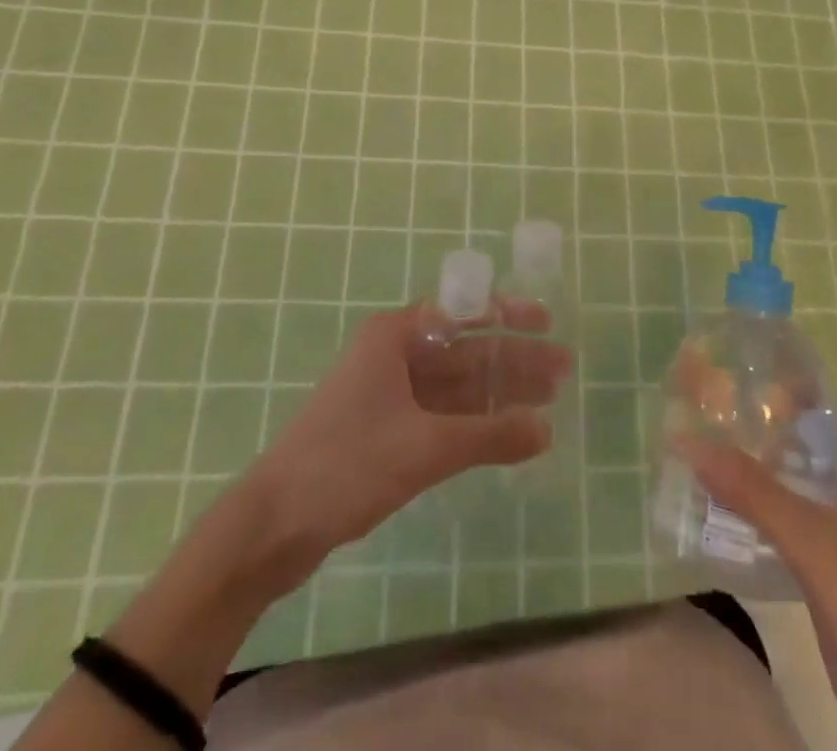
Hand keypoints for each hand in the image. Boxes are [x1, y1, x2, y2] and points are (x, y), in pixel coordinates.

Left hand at [247, 301, 572, 576]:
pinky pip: (442, 414)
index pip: (462, 311)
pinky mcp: (386, 430)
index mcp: (395, 336)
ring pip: (456, 385)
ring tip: (549, 399)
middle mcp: (394, 355)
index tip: (546, 322)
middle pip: (465, 349)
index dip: (507, 313)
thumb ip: (489, 437)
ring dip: (499, 392)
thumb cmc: (347, 464)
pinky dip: (475, 421)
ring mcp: (389, 394)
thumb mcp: (425, 447)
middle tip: (563, 371)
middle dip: (512, 359)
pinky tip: (508, 430)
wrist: (273, 525)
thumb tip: (547, 430)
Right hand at [679, 400, 836, 750]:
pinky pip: (799, 529)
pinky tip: (728, 513)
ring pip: (807, 490)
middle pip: (818, 448)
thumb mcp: (815, 542)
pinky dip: (768, 515)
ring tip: (713, 456)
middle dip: (772, 433)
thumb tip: (691, 442)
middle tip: (719, 417)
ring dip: (766, 475)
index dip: (797, 392)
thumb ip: (754, 491)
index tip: (746, 382)